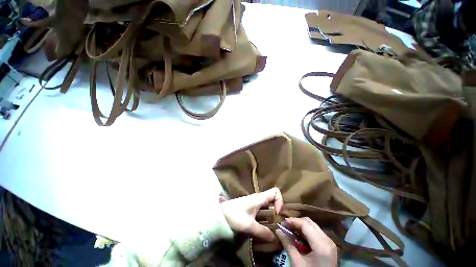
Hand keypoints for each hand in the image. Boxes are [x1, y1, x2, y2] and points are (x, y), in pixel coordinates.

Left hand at [220, 187, 283, 241]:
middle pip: (273, 198)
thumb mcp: (249, 225)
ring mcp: (255, 202)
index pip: (275, 191)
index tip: (277, 213)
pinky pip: (262, 209)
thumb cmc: (235, 215)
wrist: (221, 213)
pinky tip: (262, 225)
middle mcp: (259, 197)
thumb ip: (262, 231)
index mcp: (260, 198)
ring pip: (268, 204)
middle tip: (276, 223)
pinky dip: (266, 215)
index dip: (280, 200)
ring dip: (271, 214)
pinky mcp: (251, 206)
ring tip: (271, 226)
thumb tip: (274, 237)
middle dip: (277, 209)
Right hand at [276, 217, 336, 266]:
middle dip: (296, 222)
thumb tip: (278, 230)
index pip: (305, 224)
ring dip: (301, 226)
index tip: (282, 223)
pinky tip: (298, 236)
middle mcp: (328, 240)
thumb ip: (288, 245)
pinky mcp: (329, 246)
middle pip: (310, 222)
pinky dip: (306, 232)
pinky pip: (316, 233)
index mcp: (322, 244)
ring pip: (313, 226)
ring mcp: (329, 243)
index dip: (292, 221)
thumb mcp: (297, 263)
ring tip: (290, 230)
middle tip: (285, 226)